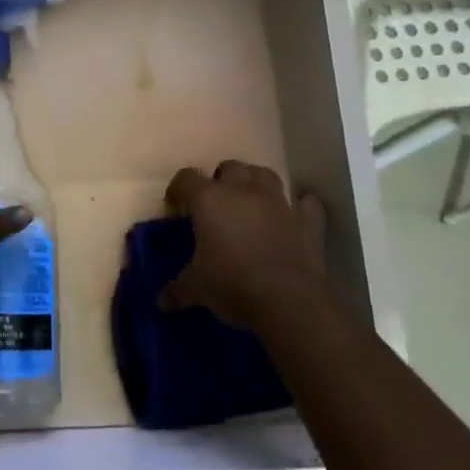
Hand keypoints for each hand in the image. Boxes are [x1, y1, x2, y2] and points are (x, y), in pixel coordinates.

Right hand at [159, 160, 327, 328]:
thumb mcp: (196, 288)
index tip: (176, 208)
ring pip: (265, 174)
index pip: (186, 178)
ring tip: (250, 201)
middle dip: (221, 179)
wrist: (288, 301)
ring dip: (256, 183)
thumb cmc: (231, 284)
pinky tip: (293, 217)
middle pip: (230, 167)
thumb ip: (177, 289)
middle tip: (216, 204)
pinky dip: (300, 206)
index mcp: (209, 200)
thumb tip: (161, 302)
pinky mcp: (308, 221)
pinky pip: (306, 203)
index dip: (178, 190)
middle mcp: (243, 191)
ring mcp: (278, 203)